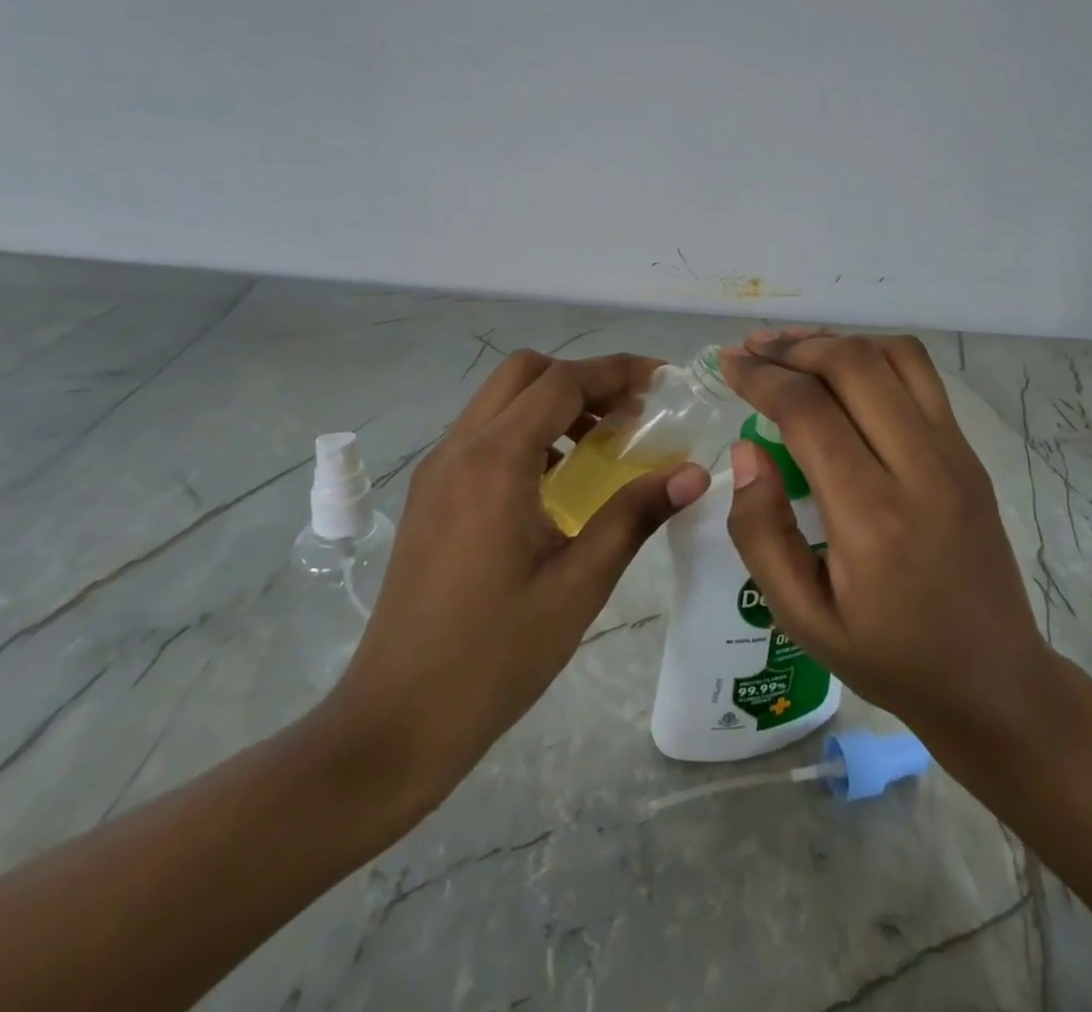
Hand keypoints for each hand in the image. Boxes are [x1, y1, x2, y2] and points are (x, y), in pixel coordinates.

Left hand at [324, 349, 709, 805]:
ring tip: (601, 442)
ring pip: (499, 400)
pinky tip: (556, 478)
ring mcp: (437, 471)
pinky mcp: (429, 496)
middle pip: (524, 373)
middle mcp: (459, 449)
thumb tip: (694, 473)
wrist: (396, 721)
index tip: (662, 381)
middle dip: (583, 378)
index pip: (562, 382)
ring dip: (553, 402)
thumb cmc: (496, 654)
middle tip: (630, 413)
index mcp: (495, 461)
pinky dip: (526, 430)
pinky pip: (482, 434)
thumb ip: (636, 514)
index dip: (617, 371)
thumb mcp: (579, 583)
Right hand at [719, 332, 1049, 758]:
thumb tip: (747, 449)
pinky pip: (923, 377)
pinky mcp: (969, 452)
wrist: (993, 679)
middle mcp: (920, 469)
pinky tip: (845, 369)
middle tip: (754, 349)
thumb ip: (761, 532)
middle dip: (794, 347)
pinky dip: (875, 355)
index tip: (728, 363)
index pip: (809, 412)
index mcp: (872, 517)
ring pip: (895, 356)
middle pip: (854, 365)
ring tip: (794, 347)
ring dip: (838, 340)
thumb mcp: (802, 618)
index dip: (761, 377)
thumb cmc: (889, 656)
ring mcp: (955, 454)